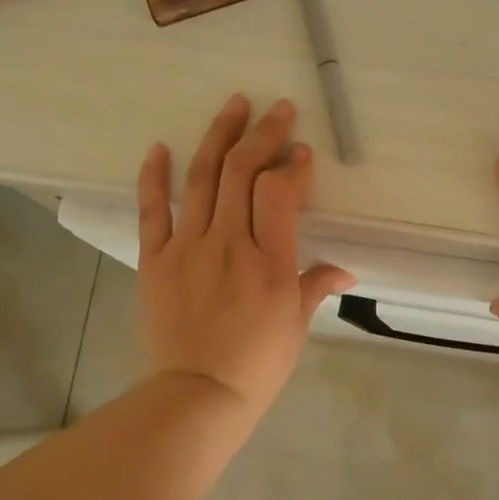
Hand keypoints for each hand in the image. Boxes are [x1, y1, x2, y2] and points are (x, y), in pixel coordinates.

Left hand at [137, 95, 354, 418]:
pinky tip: (160, 147)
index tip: (301, 152)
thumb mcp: (296, 325)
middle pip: (243, 173)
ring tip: (233, 105)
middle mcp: (229, 244)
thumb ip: (316, 286)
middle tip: (276, 109)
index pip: (279, 193)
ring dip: (219, 136)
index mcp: (270, 262)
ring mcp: (188, 247)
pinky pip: (152, 210)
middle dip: (263, 134)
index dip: (292, 166)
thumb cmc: (257, 364)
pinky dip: (154, 176)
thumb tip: (346, 270)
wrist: (198, 394)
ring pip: (203, 179)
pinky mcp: (156, 259)